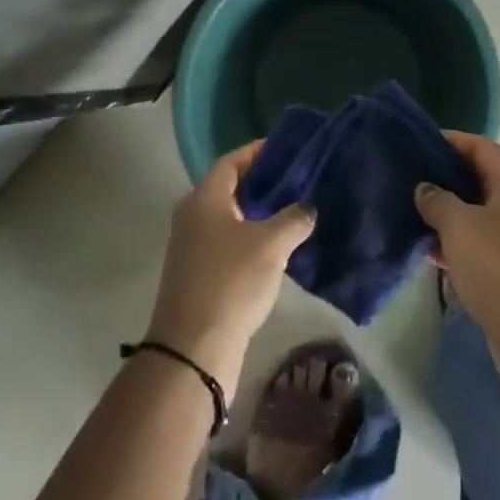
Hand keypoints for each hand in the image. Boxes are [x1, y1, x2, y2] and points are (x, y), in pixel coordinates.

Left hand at [146, 143, 313, 397]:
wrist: (193, 350)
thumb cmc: (231, 282)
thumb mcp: (272, 244)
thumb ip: (294, 218)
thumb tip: (307, 208)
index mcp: (204, 199)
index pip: (232, 161)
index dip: (258, 152)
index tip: (287, 148)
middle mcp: (193, 216)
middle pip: (230, 188)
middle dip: (262, 182)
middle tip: (297, 179)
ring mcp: (192, 247)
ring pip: (230, 218)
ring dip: (259, 213)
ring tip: (294, 210)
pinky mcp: (198, 275)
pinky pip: (228, 243)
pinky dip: (252, 238)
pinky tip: (279, 247)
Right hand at [415, 134, 499, 372]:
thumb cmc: (497, 268)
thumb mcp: (459, 226)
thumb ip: (437, 200)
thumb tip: (425, 189)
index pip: (481, 147)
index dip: (451, 141)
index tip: (418, 144)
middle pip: (479, 178)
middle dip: (445, 177)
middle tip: (409, 178)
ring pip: (476, 212)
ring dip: (446, 212)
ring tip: (411, 213)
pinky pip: (477, 242)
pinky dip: (454, 242)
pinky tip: (428, 251)